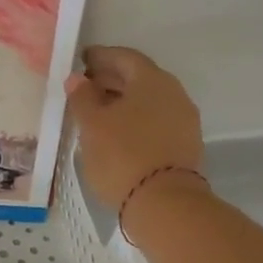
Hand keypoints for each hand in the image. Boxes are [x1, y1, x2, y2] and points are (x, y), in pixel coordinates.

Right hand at [65, 46, 205, 209]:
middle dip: (110, 79)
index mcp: (152, 80)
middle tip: (83, 87)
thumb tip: (77, 78)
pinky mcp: (185, 145)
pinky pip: (155, 120)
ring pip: (148, 101)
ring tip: (95, 112)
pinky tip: (115, 132)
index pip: (124, 57)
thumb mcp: (91, 124)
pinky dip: (134, 119)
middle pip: (138, 77)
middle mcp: (174, 94)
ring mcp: (184, 120)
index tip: (80, 61)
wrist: (165, 205)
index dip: (100, 57)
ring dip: (122, 101)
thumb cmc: (122, 155)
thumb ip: (82, 97)